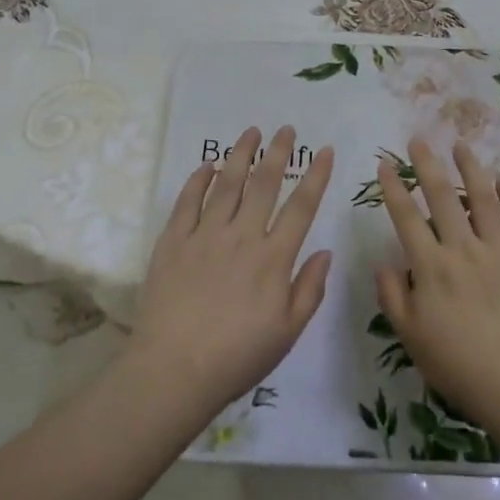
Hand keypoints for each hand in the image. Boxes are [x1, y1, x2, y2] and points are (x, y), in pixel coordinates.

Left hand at [125, 127, 334, 424]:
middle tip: (285, 128)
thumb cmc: (237, 358)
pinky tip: (207, 166)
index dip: (316, 176)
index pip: (301, 207)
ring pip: (227, 183)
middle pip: (264, 184)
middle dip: (278, 152)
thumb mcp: (287, 333)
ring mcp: (205, 235)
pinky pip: (188, 201)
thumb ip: (309, 289)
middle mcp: (242, 236)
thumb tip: (325, 251)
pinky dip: (199, 179)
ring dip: (241, 154)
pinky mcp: (173, 241)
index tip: (324, 151)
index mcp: (273, 258)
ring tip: (251, 131)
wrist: (174, 371)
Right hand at [374, 138, 499, 442]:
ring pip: (482, 200)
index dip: (393, 188)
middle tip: (418, 139)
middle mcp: (464, 250)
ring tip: (460, 145)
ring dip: (470, 169)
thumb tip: (384, 263)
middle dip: (427, 164)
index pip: (407, 218)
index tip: (384, 164)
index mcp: (432, 268)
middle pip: (443, 197)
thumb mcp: (412, 339)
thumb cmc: (462, 368)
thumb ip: (393, 298)